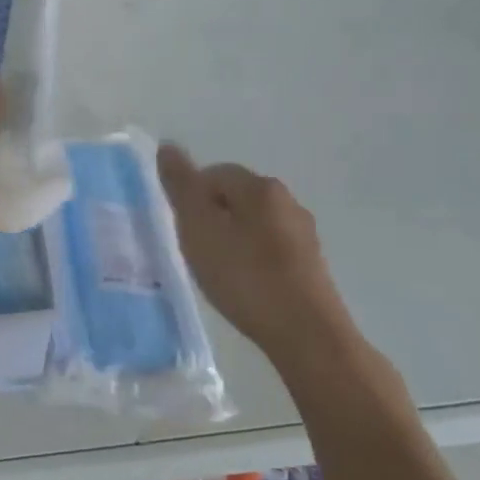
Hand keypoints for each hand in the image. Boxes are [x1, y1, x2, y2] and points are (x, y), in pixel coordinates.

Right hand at [156, 144, 359, 374]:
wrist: (305, 333)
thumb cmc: (244, 275)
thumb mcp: (198, 228)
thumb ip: (181, 186)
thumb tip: (168, 146)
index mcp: (260, 186)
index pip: (213, 174)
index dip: (190, 199)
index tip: (183, 231)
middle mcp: (287, 201)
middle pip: (234, 198)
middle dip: (211, 218)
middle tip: (196, 251)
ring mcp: (303, 233)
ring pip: (253, 224)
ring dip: (231, 239)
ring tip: (218, 271)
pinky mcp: (311, 264)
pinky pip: (269, 249)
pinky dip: (251, 260)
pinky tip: (244, 285)